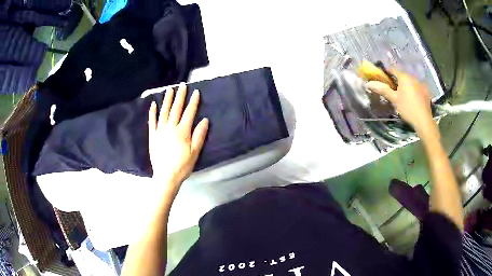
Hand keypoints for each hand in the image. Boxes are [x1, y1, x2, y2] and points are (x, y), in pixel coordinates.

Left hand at [148, 83, 208, 196]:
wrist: (166, 176)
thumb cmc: (182, 166)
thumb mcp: (195, 152)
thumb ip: (199, 135)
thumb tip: (205, 120)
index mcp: (182, 131)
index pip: (189, 113)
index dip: (193, 102)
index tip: (196, 92)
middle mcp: (171, 128)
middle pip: (176, 109)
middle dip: (180, 96)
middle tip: (182, 85)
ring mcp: (160, 131)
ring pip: (164, 112)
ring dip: (167, 100)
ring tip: (169, 90)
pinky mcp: (152, 136)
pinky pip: (152, 121)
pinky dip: (152, 112)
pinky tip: (153, 104)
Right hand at [367, 70, 437, 139]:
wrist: (423, 120)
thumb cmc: (407, 108)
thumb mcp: (394, 99)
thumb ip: (383, 90)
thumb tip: (369, 83)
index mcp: (404, 77)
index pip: (393, 70)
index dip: (387, 73)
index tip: (383, 80)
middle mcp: (413, 77)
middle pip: (403, 76)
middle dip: (398, 81)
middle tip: (394, 91)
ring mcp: (421, 84)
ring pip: (411, 82)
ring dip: (407, 86)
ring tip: (405, 97)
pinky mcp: (426, 91)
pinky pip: (418, 87)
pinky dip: (414, 91)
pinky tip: (414, 100)